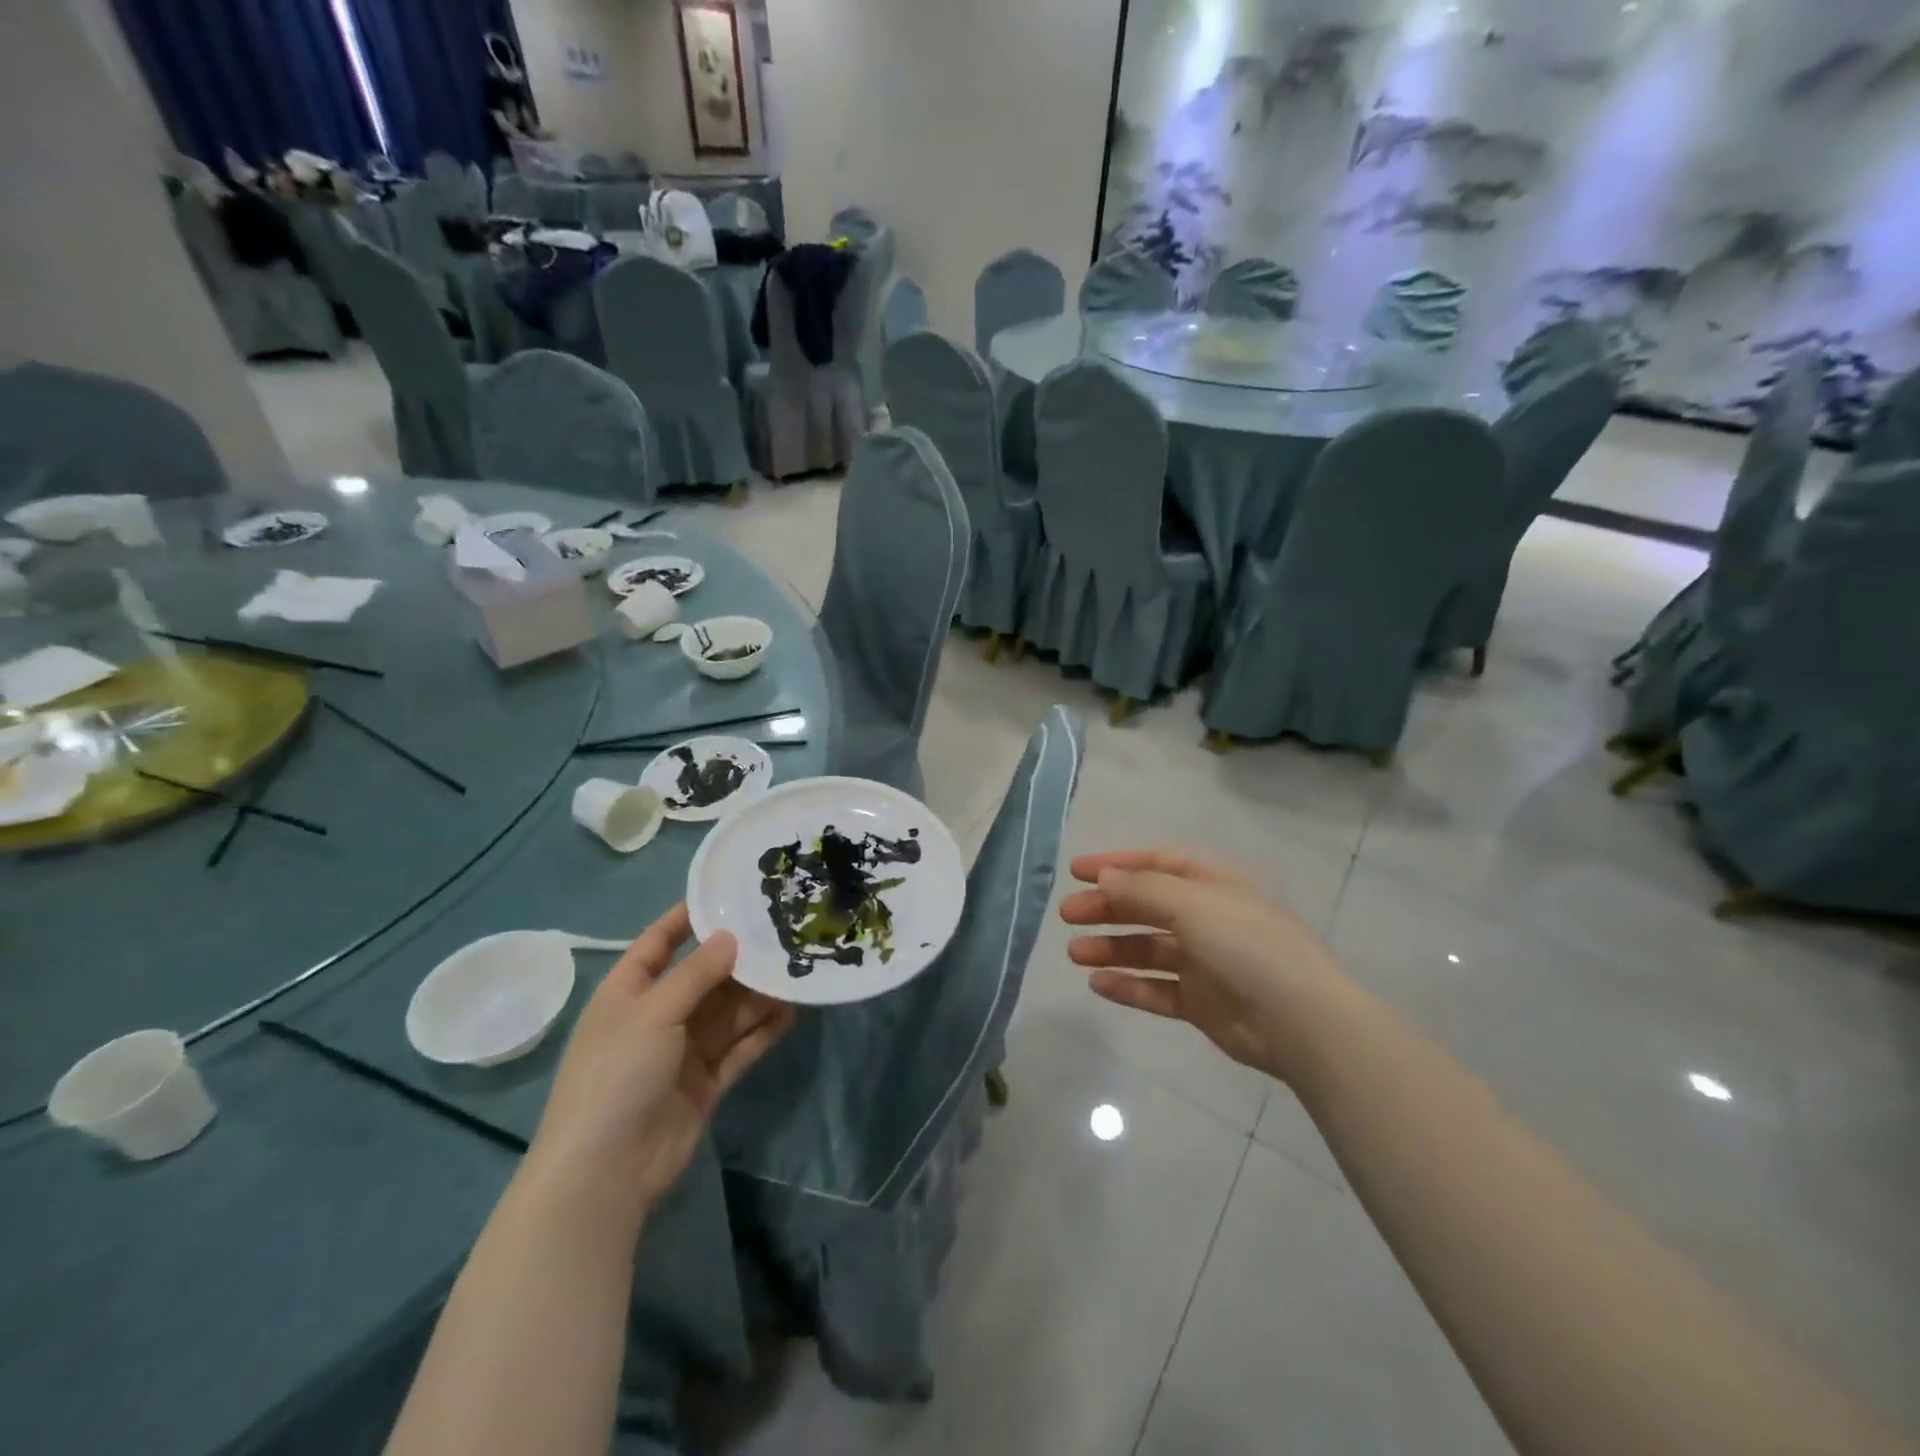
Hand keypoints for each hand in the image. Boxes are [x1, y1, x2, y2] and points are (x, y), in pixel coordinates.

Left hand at [525, 905, 792, 1219]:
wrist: (606, 1172)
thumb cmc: (617, 1075)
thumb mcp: (653, 1012)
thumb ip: (696, 973)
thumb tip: (731, 936)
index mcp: (629, 992)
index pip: (659, 942)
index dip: (688, 918)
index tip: (729, 894)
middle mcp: (657, 1016)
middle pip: (705, 977)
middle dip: (740, 958)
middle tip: (784, 932)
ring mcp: (683, 1051)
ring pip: (729, 1011)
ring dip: (759, 994)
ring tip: (798, 968)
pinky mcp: (706, 1081)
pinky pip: (740, 1046)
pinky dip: (763, 1030)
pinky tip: (793, 1010)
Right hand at [1060, 848, 1346, 1083]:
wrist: (1300, 1020)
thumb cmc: (1246, 943)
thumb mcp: (1191, 903)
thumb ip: (1142, 889)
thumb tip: (1104, 876)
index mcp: (1214, 884)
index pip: (1159, 863)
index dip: (1118, 863)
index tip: (1077, 871)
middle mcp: (1209, 917)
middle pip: (1147, 905)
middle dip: (1107, 907)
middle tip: (1067, 914)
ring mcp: (1206, 962)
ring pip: (1148, 949)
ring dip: (1111, 947)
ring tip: (1075, 953)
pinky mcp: (1202, 1003)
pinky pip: (1157, 989)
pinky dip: (1128, 985)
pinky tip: (1099, 984)